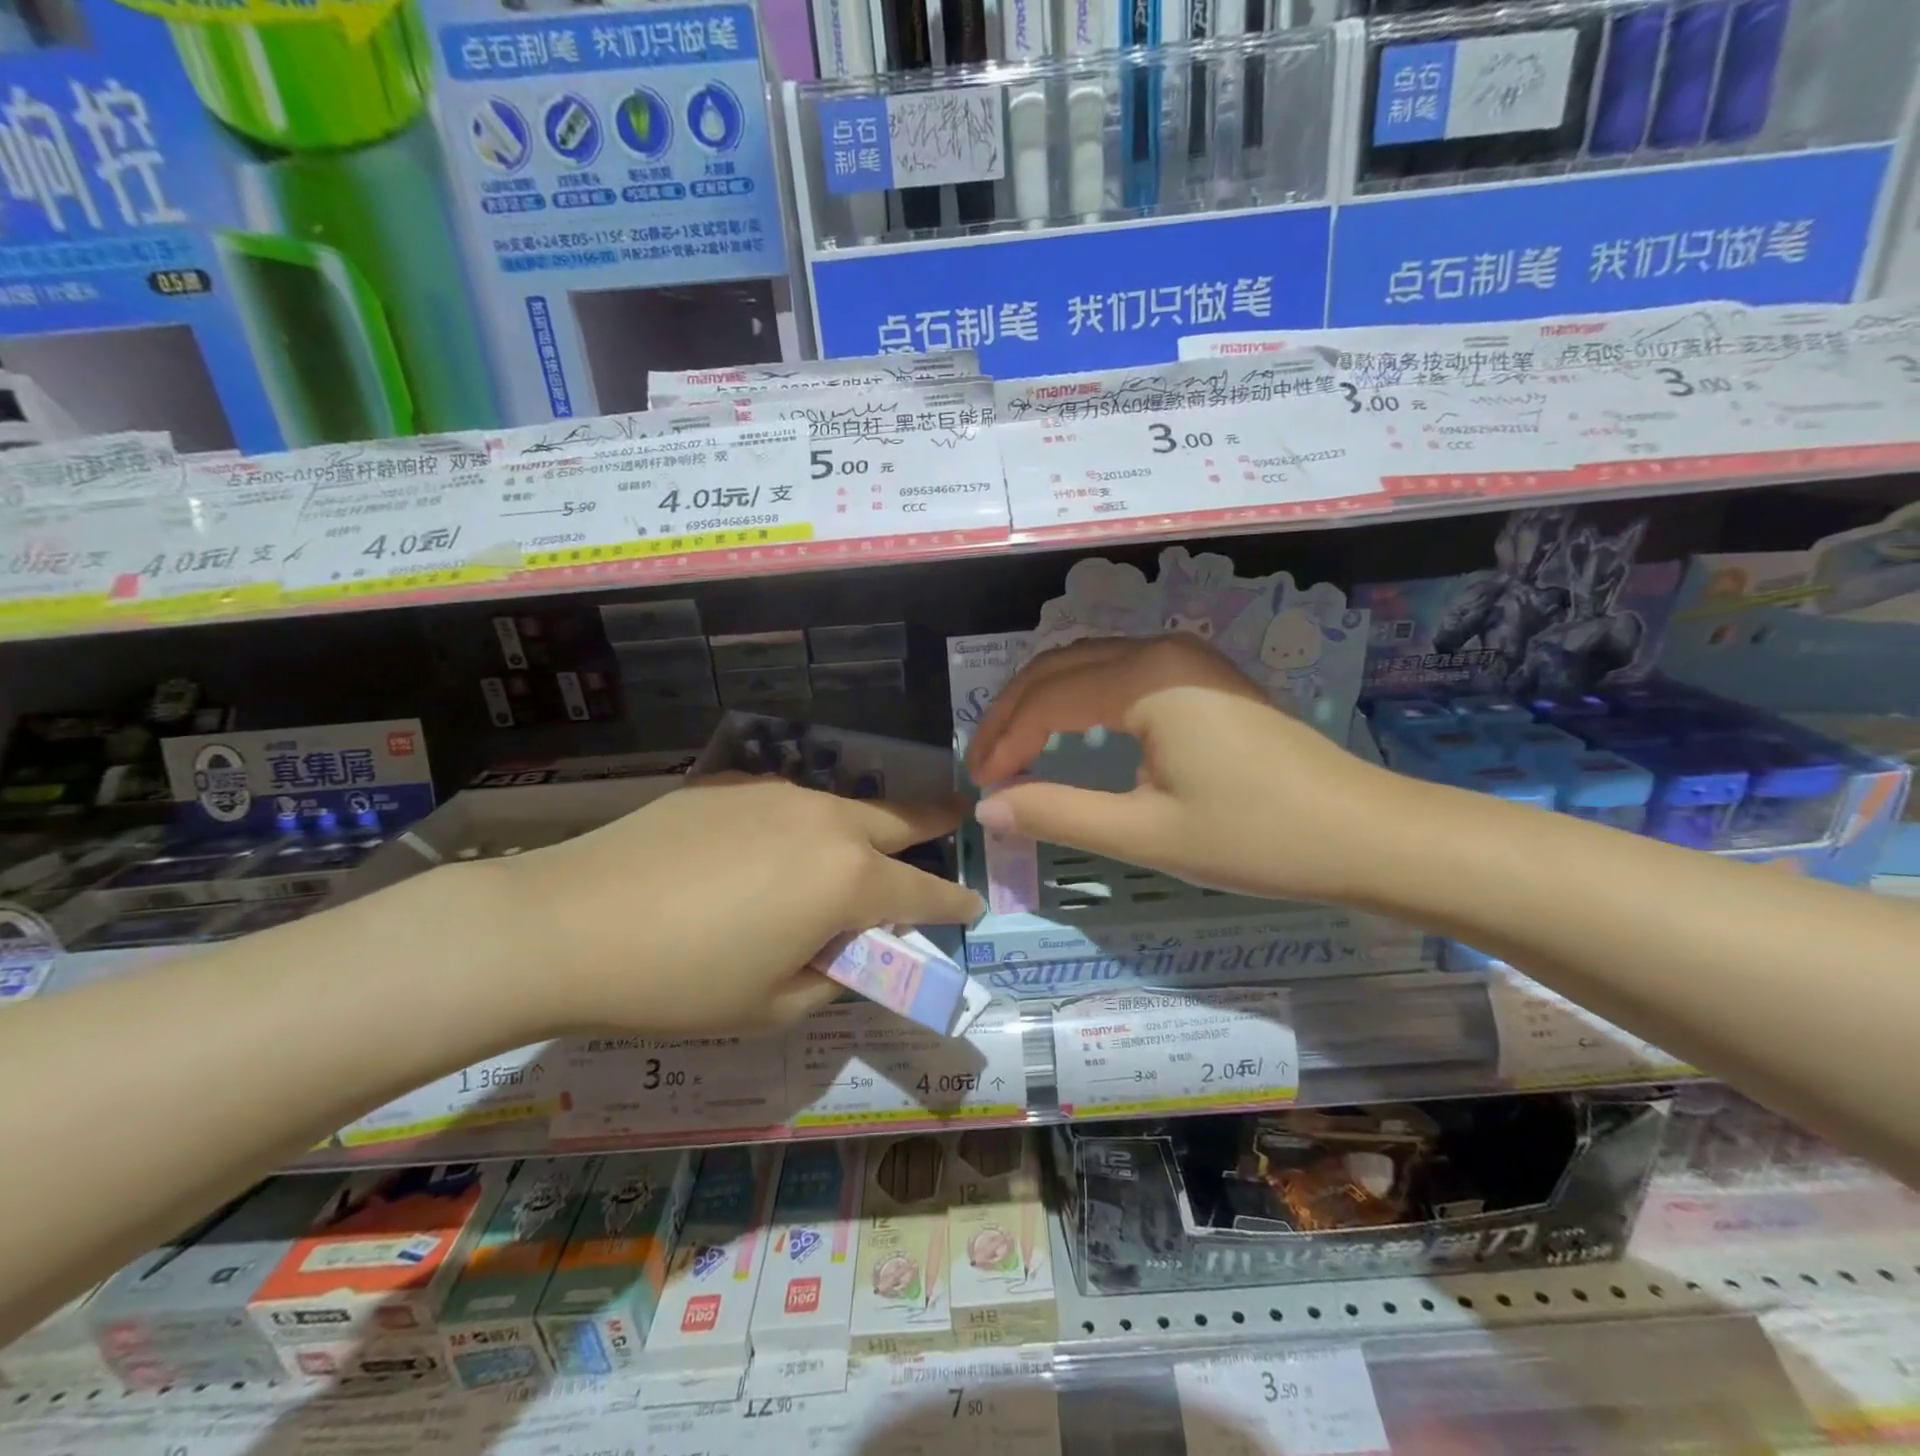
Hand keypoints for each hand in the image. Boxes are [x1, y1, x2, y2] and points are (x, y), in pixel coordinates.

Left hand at [489, 775, 982, 1034]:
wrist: (566, 923)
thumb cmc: (680, 982)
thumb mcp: (772, 1005)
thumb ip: (832, 975)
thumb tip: (850, 950)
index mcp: (847, 879)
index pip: (924, 891)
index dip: (954, 902)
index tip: (974, 903)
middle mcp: (826, 821)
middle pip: (900, 818)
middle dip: (935, 821)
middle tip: (956, 818)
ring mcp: (777, 792)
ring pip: (844, 805)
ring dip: (865, 825)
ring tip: (855, 847)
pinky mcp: (730, 782)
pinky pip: (789, 802)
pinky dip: (803, 823)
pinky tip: (771, 848)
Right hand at [966, 636, 1394, 903]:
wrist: (1365, 834)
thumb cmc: (1255, 837)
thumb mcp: (1145, 832)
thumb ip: (1057, 814)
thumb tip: (987, 810)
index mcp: (1146, 677)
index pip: (1046, 699)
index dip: (1003, 742)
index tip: (979, 787)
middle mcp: (1161, 649)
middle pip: (1059, 667)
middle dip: (1012, 714)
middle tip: (985, 766)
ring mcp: (1187, 657)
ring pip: (1087, 664)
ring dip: (1043, 703)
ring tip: (1014, 750)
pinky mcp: (1203, 676)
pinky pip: (1119, 674)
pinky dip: (1079, 700)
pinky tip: (1070, 733)